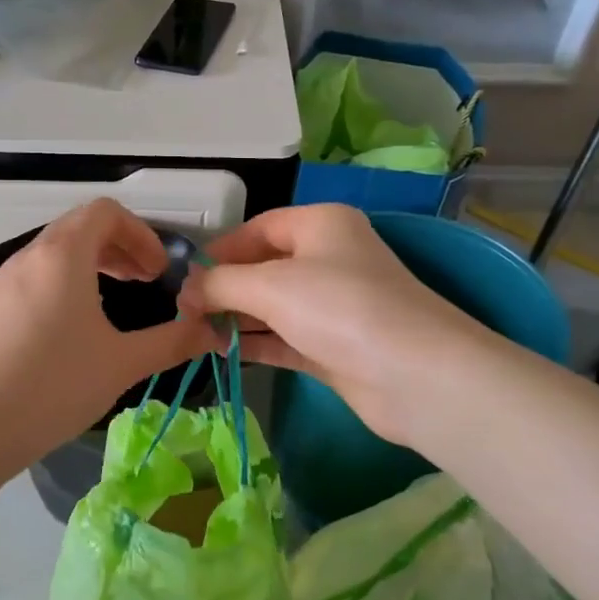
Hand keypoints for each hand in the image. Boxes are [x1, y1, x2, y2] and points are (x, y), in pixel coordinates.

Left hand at [0, 200, 219, 470]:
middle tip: (147, 281)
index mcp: (63, 254)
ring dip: (94, 262)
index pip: (106, 212)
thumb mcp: (122, 363)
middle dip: (121, 246)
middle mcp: (31, 255)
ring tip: (119, 296)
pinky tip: (81, 322)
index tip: (160, 272)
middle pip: (81, 226)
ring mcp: (7, 280)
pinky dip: (68, 279)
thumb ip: (172, 341)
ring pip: (58, 249)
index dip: (142, 234)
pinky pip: (39, 273)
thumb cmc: (55, 385)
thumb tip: (213, 332)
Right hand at [178, 204, 504, 448]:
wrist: (415, 375)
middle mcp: (329, 258)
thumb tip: (185, 291)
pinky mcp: (335, 346)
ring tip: (194, 333)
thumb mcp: (269, 285)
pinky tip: (221, 352)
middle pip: (263, 267)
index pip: (257, 228)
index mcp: (320, 224)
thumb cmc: (339, 308)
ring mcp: (334, 305)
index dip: (218, 250)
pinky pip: (284, 338)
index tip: (184, 277)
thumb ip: (219, 283)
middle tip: (184, 311)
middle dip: (223, 287)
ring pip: (273, 306)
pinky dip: (255, 343)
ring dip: (235, 318)